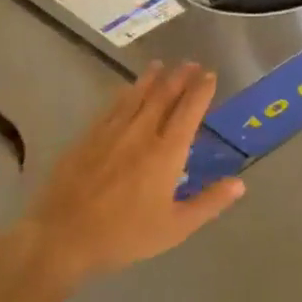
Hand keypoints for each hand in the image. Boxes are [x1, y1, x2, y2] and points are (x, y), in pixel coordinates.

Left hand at [14, 62, 244, 287]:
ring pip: (135, 97)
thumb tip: (239, 183)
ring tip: (160, 65)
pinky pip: (111, 108)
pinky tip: (126, 90)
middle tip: (190, 63)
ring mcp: (111, 134)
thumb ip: (209, 202)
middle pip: (163, 96)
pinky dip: (124, 94)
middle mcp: (141, 134)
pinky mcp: (87, 139)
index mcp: (166, 153)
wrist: (62, 238)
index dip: (201, 91)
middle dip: (179, 77)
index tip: (210, 75)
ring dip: (151, 78)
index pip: (189, 112)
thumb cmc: (125, 235)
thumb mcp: (176, 227)